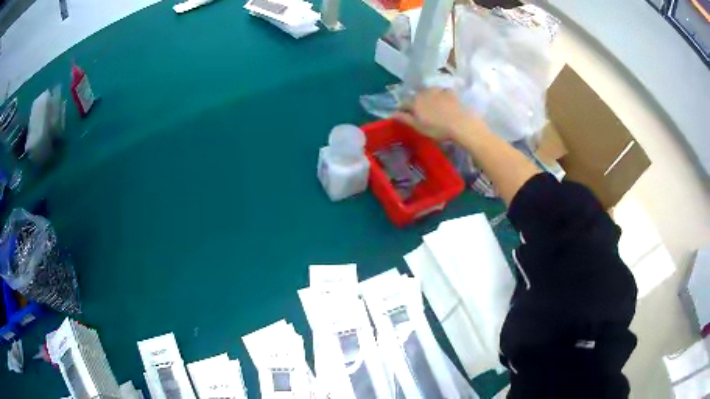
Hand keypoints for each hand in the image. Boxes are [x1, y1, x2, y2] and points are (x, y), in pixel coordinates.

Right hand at [394, 88, 482, 141]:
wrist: (461, 124)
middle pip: (415, 96)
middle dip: (415, 102)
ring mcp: (437, 90)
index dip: (402, 110)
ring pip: (428, 92)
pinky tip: (444, 103)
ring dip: (427, 98)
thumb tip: (391, 113)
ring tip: (432, 107)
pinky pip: (441, 92)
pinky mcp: (449, 92)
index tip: (404, 116)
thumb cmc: (438, 128)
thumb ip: (404, 119)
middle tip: (420, 113)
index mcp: (414, 101)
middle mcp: (423, 92)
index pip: (403, 103)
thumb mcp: (418, 126)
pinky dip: (440, 96)